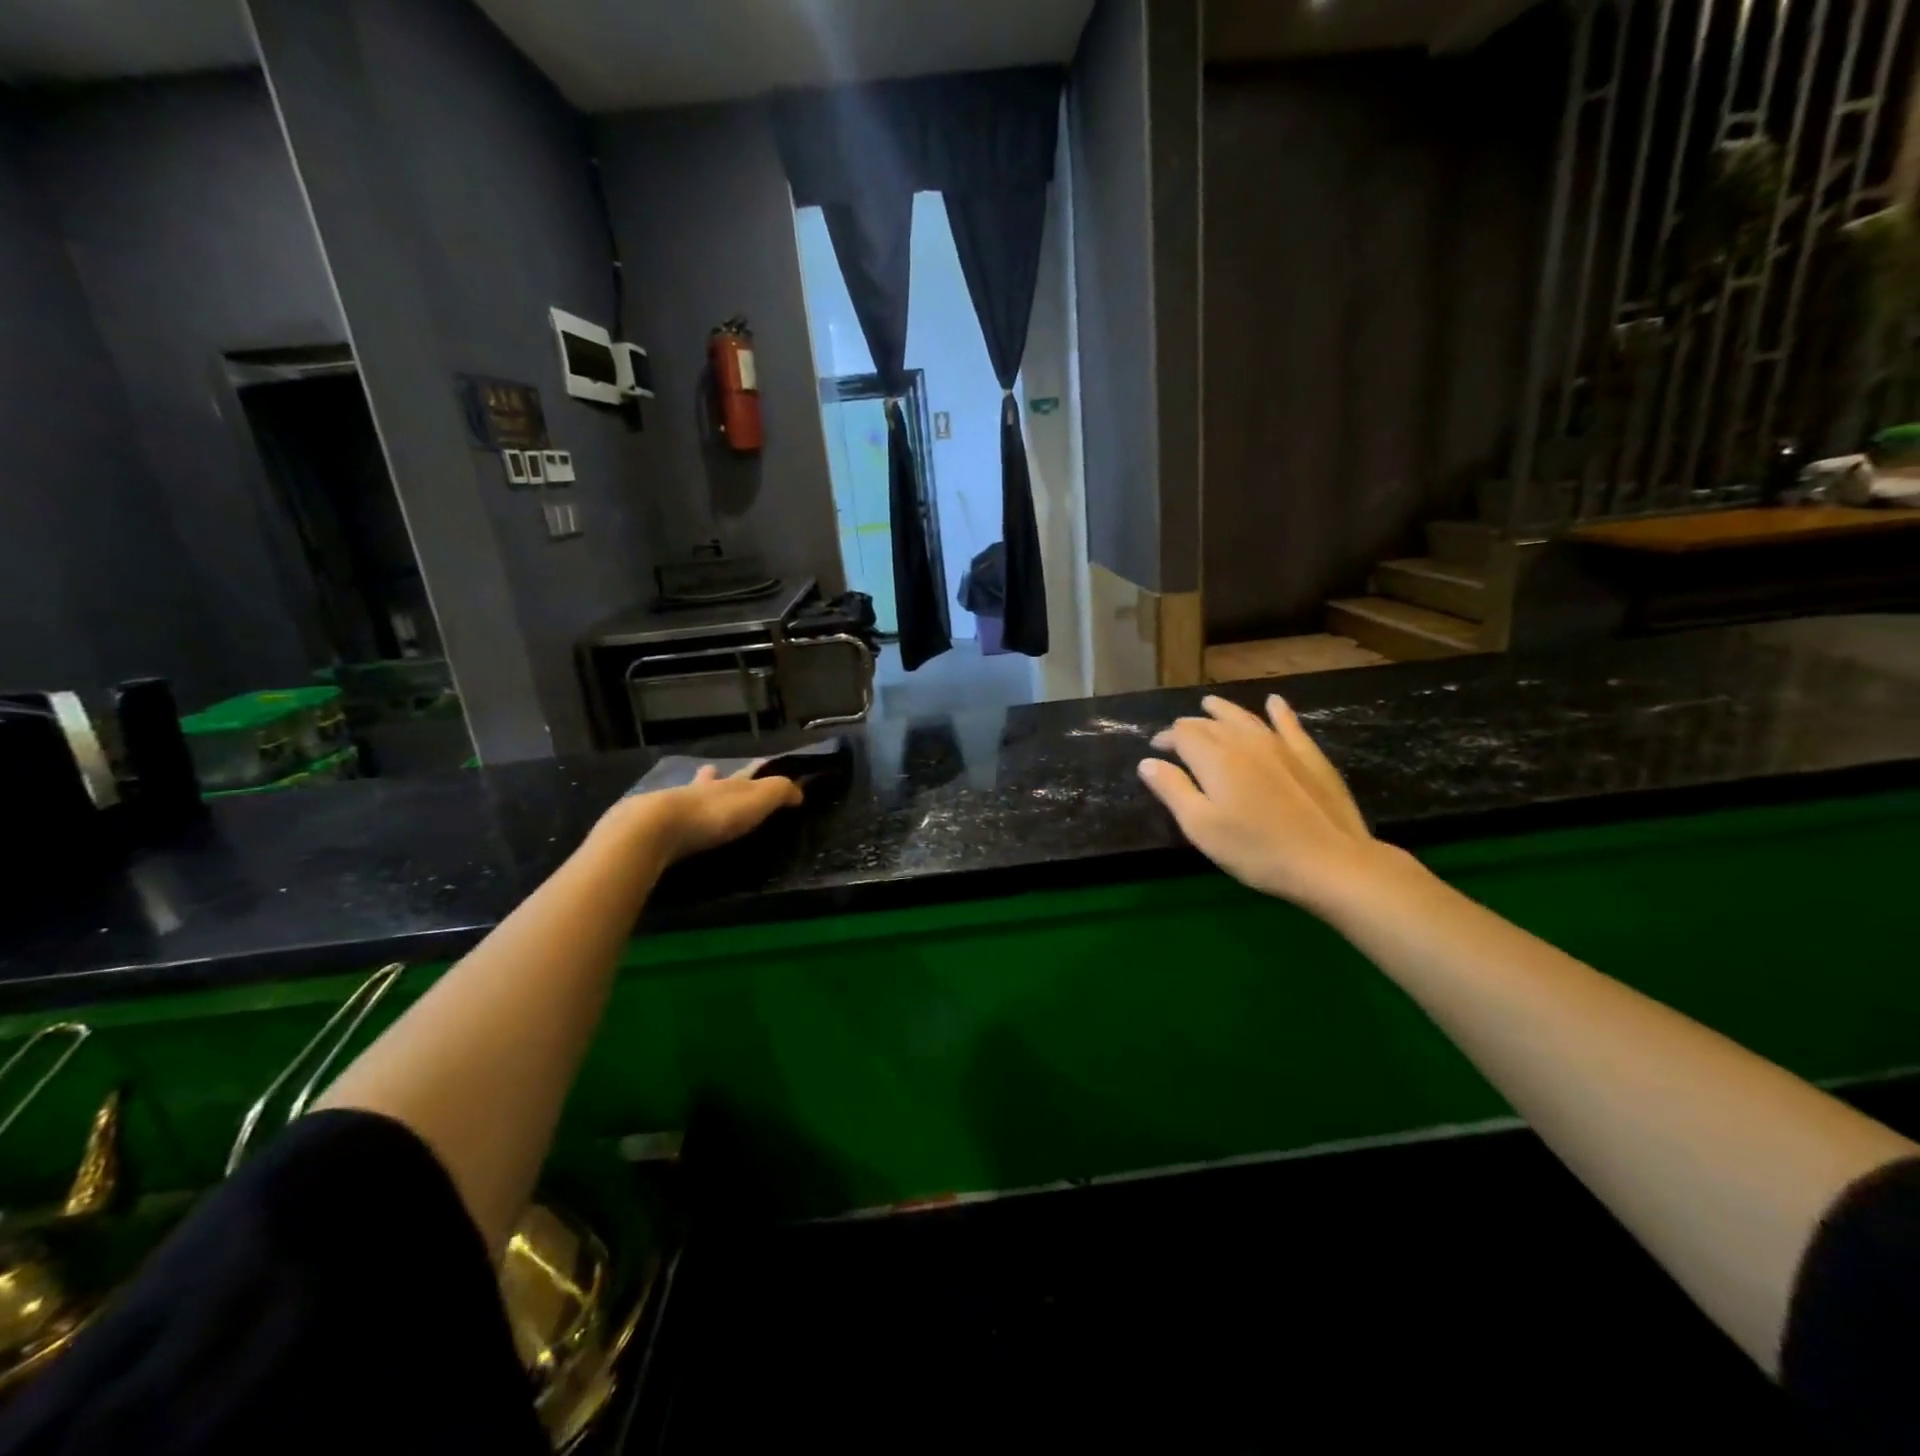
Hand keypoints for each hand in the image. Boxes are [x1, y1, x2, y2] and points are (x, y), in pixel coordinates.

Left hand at [604, 764, 802, 866]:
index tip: (763, 764)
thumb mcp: (758, 799)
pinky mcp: (652, 827)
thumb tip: (800, 791)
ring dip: (693, 793)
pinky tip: (670, 825)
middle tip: (713, 771)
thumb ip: (780, 792)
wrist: (658, 828)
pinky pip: (668, 820)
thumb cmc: (715, 813)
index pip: (746, 773)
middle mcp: (700, 790)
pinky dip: (673, 820)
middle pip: (710, 779)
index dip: (757, 769)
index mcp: (727, 784)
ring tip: (693, 794)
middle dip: (714, 776)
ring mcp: (673, 806)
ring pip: (687, 795)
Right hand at [1139, 694, 1388, 911]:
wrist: (1329, 861)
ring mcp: (1281, 745)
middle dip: (1190, 726)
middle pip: (1211, 724)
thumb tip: (1148, 762)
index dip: (1166, 739)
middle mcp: (1244, 741)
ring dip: (1224, 710)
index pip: (1182, 735)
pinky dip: (1278, 711)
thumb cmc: (1256, 849)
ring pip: (1245, 717)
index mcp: (1214, 758)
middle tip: (1177, 735)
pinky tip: (1274, 702)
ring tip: (1210, 704)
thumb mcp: (1201, 826)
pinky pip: (1289, 724)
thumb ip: (1172, 790)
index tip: (1156, 750)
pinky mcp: (1309, 755)